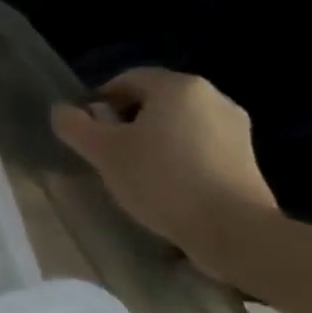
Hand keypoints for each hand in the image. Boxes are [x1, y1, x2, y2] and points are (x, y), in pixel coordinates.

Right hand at [51, 68, 278, 284]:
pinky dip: (178, 158)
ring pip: (177, 125)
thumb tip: (63, 111)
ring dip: (152, 141)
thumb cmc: (162, 180)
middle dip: (126, 122)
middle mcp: (213, 98)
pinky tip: (167, 186)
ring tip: (136, 172)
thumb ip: (74, 125)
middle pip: (153, 101)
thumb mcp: (102, 151)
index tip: (88, 131)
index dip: (100, 102)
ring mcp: (237, 129)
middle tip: (108, 152)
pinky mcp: (249, 160)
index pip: (127, 79)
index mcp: (178, 87)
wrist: (235, 232)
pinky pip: (200, 146)